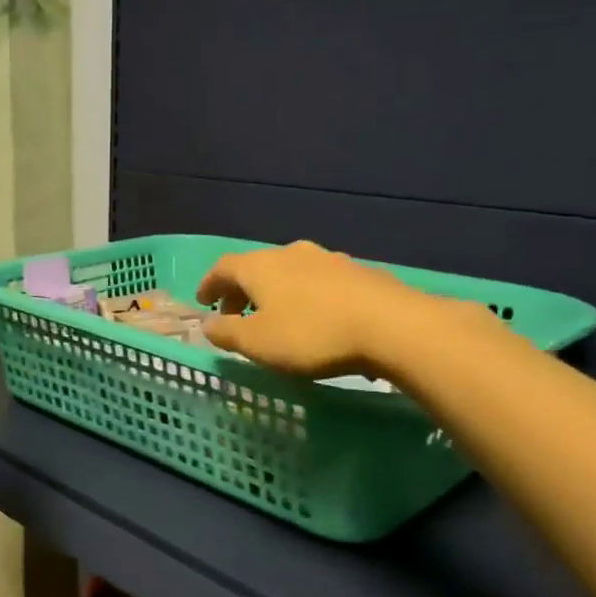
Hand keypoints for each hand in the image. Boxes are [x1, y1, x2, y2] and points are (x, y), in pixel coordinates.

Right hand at [195, 240, 436, 378]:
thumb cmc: (312, 334)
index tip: (203, 303)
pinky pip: (318, 282)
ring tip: (277, 319)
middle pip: (257, 267)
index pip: (224, 267)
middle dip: (242, 291)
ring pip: (290, 273)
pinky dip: (305, 297)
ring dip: (276, 293)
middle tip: (237, 316)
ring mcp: (328, 259)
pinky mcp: (358, 272)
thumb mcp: (258, 343)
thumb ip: (227, 333)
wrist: (392, 326)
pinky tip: (316, 320)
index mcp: (261, 266)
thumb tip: (207, 325)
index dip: (209, 284)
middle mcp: (291, 253)